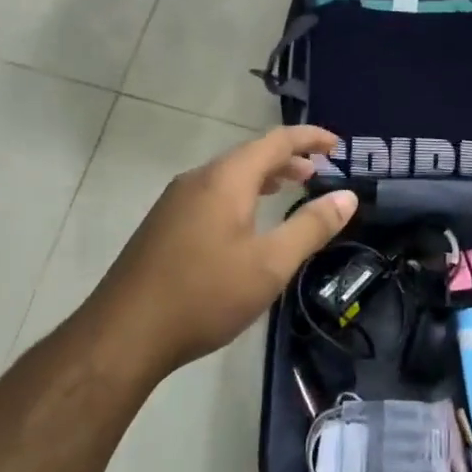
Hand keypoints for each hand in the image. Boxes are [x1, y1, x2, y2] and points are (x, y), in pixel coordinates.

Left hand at [80, 125, 358, 380]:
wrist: (125, 333)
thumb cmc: (205, 295)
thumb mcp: (270, 264)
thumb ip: (311, 227)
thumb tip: (347, 197)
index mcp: (226, 179)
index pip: (276, 141)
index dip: (310, 138)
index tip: (339, 145)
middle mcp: (198, 180)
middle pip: (250, 155)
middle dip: (288, 159)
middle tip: (319, 172)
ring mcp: (175, 202)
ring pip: (229, 175)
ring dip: (264, 177)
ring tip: (289, 190)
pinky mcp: (164, 225)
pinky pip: (212, 194)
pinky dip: (241, 195)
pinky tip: (246, 222)